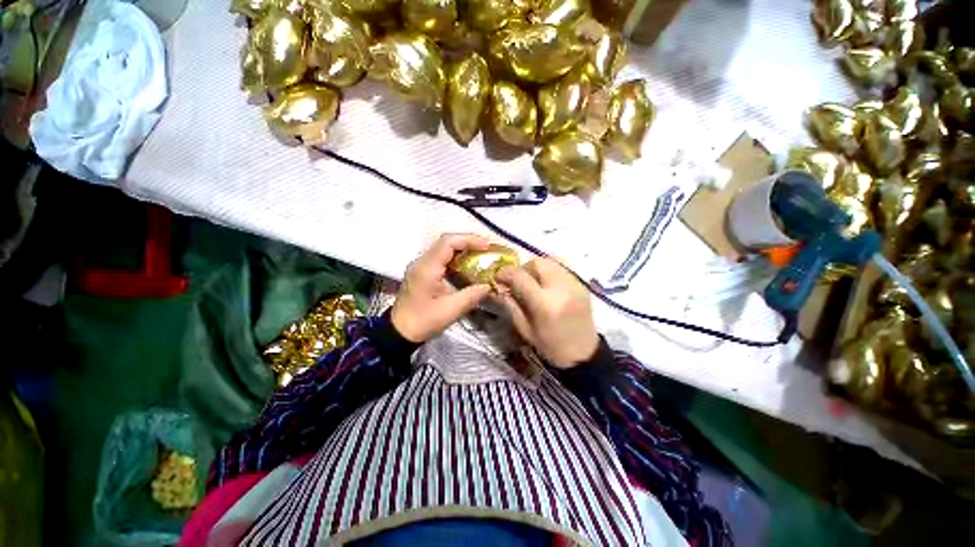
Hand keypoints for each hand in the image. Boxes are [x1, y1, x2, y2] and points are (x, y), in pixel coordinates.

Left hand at [391, 233, 492, 342]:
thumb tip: (489, 285)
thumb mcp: (450, 311)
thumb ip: (472, 296)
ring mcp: (420, 265)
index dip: (469, 240)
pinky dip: (456, 257)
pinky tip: (467, 265)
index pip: (448, 242)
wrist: (399, 332)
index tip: (486, 245)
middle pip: (446, 242)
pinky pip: (441, 257)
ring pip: (444, 248)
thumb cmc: (423, 322)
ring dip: (463, 248)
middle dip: (468, 242)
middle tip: (487, 248)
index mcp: (427, 268)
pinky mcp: (422, 271)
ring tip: (480, 254)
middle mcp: (422, 261)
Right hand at [495, 257, 598, 367]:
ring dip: (536, 268)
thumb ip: (511, 304)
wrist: (584, 354)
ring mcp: (574, 284)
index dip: (505, 273)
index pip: (521, 277)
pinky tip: (546, 285)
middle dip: (522, 268)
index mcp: (545, 304)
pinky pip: (561, 267)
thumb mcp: (525, 329)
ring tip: (532, 282)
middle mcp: (561, 288)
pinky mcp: (582, 284)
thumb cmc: (551, 346)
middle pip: (537, 262)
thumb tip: (500, 286)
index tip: (497, 277)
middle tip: (517, 281)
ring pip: (550, 261)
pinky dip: (549, 271)